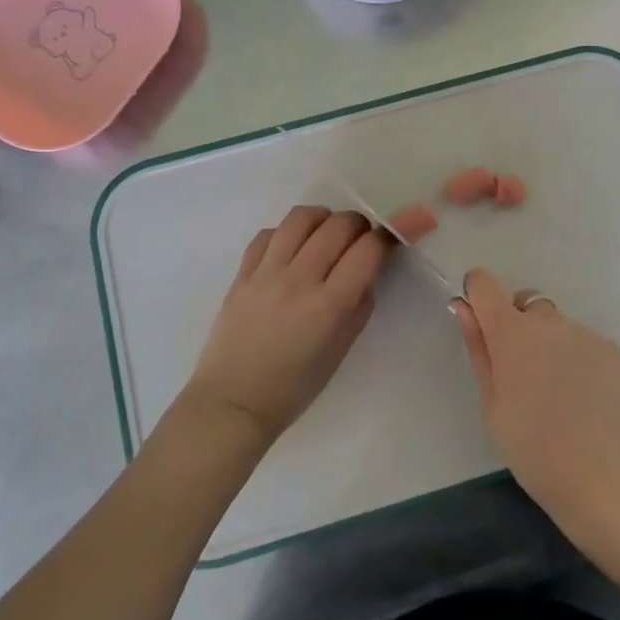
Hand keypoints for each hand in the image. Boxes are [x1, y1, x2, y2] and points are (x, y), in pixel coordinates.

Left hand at [182, 205, 390, 450]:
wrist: (233, 402)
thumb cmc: (294, 387)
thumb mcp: (341, 350)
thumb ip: (359, 306)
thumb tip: (367, 271)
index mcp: (329, 306)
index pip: (367, 250)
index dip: (384, 240)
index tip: (386, 245)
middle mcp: (299, 280)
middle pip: (338, 225)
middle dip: (357, 225)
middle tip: (358, 240)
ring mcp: (266, 273)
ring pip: (301, 218)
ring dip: (323, 219)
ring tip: (325, 234)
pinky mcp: (242, 273)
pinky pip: (269, 233)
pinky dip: (287, 233)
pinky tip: (292, 249)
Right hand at [453, 268, 619, 539]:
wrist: (605, 480)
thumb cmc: (533, 450)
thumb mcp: (492, 405)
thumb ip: (479, 349)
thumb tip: (463, 307)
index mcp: (511, 333)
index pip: (484, 283)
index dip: (477, 295)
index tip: (480, 324)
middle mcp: (548, 321)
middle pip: (524, 303)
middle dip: (517, 326)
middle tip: (522, 375)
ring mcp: (584, 333)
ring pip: (557, 326)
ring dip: (550, 345)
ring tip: (558, 395)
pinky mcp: (612, 350)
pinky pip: (584, 343)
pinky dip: (578, 359)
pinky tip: (584, 400)